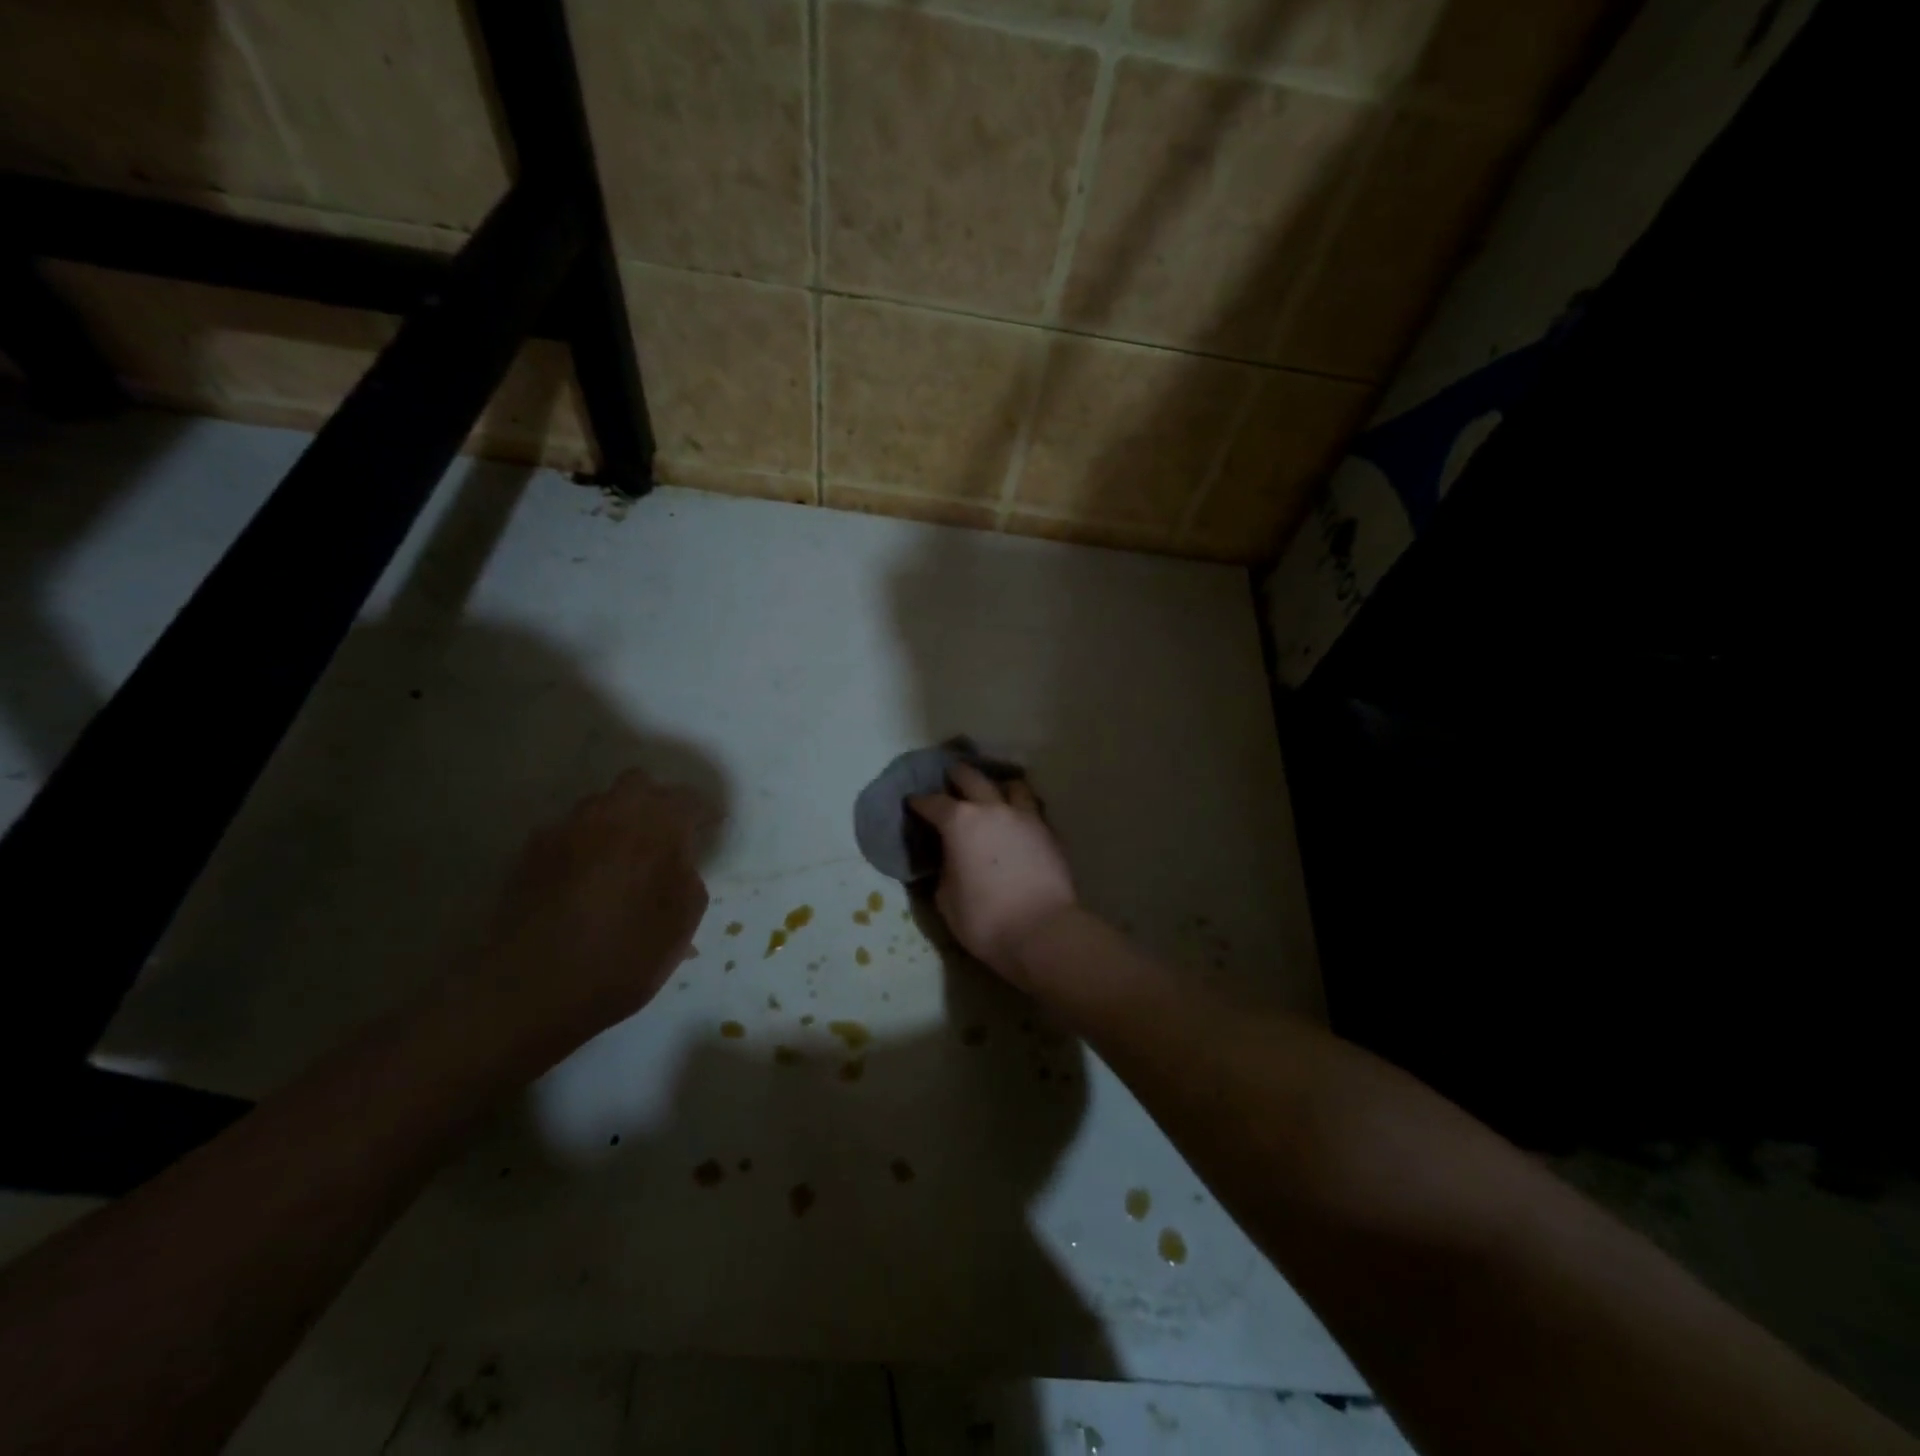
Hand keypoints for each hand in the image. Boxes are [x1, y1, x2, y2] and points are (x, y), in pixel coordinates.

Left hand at [460, 770, 711, 1060]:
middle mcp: (609, 817)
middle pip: (639, 783)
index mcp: (654, 830)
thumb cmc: (620, 960)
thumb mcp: (679, 926)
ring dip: (618, 819)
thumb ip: (689, 878)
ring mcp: (564, 831)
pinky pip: (568, 830)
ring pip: (599, 803)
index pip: (687, 799)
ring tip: (624, 857)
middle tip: (666, 836)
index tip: (710, 831)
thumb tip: (679, 857)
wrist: (527, 992)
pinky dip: (584, 842)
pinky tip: (586, 878)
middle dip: (657, 801)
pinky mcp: (530, 853)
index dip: (703, 813)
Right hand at [908, 764, 1078, 985]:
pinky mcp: (1049, 832)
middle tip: (951, 778)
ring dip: (998, 786)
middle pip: (972, 778)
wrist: (1043, 931)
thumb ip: (945, 870)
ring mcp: (1025, 817)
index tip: (913, 802)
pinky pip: (1032, 808)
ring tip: (994, 793)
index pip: (934, 802)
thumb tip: (950, 860)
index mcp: (960, 823)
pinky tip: (1018, 820)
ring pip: (1011, 785)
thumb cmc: (985, 920)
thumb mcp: (946, 900)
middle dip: (957, 776)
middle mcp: (992, 809)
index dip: (920, 802)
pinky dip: (1021, 808)